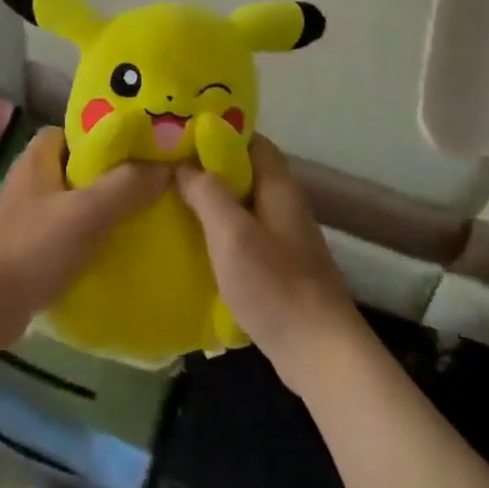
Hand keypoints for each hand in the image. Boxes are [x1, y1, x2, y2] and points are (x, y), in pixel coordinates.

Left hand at [0, 128, 167, 345]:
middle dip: (112, 171)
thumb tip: (167, 167)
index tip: (140, 144)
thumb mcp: (88, 211)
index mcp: (38, 156)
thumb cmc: (34, 246)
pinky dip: (92, 234)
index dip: (105, 133)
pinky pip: (70, 229)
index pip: (75, 129)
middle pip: (79, 164)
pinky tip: (118, 245)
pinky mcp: (32, 245)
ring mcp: (30, 213)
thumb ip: (127, 185)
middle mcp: (32, 178)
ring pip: (76, 198)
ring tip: (143, 212)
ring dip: (104, 205)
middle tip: (150, 179)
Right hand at [177, 137, 364, 393]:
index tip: (182, 137)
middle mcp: (286, 205)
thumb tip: (184, 165)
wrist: (320, 352)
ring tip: (174, 205)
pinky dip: (223, 234)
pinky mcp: (282, 269)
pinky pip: (247, 237)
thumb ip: (207, 193)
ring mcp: (286, 239)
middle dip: (210, 170)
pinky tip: (197, 247)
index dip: (219, 135)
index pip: (252, 141)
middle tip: (169, 172)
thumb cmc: (274, 284)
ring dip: (214, 204)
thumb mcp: (231, 233)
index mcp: (279, 187)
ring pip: (244, 206)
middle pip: (247, 173)